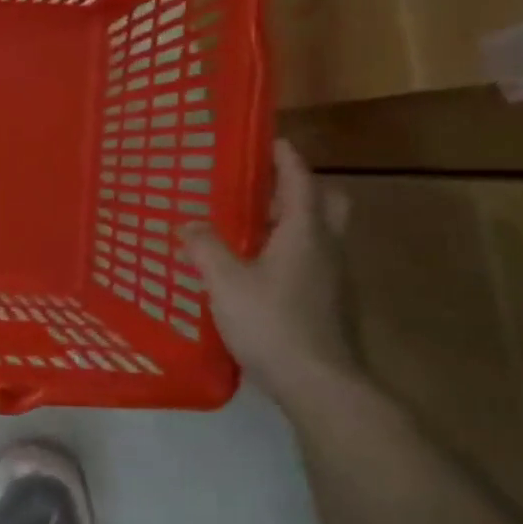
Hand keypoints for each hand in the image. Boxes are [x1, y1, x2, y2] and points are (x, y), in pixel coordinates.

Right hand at [180, 139, 354, 399]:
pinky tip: (259, 272)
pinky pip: (313, 261)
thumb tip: (188, 223)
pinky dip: (291, 252)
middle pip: (326, 202)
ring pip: (320, 234)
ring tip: (252, 228)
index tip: (272, 139)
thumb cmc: (272, 323)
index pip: (300, 180)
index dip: (286, 157)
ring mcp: (333, 278)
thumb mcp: (225, 283)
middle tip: (264, 189)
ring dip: (293, 222)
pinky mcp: (330, 303)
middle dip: (300, 188)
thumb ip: (205, 248)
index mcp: (305, 232)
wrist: (319, 384)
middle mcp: (327, 248)